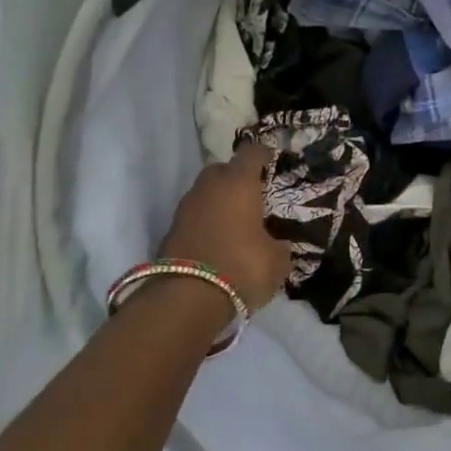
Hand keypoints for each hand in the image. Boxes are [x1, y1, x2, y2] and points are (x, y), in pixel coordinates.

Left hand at [158, 144, 291, 311]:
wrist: (187, 297)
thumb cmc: (242, 267)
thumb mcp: (277, 261)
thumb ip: (279, 246)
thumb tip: (277, 244)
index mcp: (238, 183)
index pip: (251, 153)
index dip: (263, 155)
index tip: (272, 160)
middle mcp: (209, 186)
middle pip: (223, 169)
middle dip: (236, 178)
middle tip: (252, 195)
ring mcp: (186, 206)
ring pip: (206, 193)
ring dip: (219, 201)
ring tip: (235, 221)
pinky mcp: (171, 229)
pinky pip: (195, 216)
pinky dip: (206, 222)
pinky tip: (218, 240)